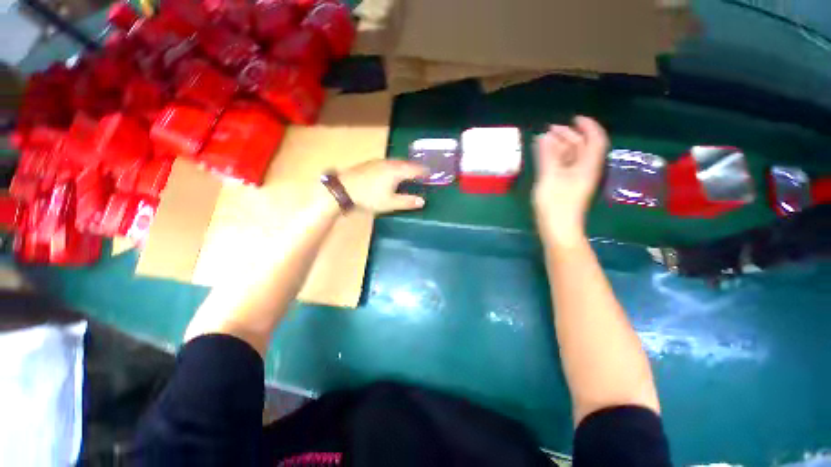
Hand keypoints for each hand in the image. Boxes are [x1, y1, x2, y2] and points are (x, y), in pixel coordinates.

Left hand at [339, 160, 428, 213]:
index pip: (415, 169)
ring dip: (404, 166)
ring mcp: (379, 162)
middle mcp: (389, 163)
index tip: (430, 173)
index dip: (423, 171)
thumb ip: (407, 202)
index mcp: (397, 171)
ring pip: (396, 162)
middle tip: (421, 172)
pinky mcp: (370, 163)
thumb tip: (423, 201)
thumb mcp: (390, 203)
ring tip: (408, 171)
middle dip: (414, 167)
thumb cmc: (369, 196)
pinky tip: (390, 171)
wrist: (344, 188)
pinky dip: (394, 166)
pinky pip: (388, 162)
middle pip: (406, 163)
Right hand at [533, 116, 608, 245]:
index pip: (595, 140)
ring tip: (543, 141)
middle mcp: (585, 170)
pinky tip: (544, 158)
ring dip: (560, 147)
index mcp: (587, 166)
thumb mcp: (550, 178)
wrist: (558, 230)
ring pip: (572, 157)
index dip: (587, 126)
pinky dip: (555, 159)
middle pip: (582, 147)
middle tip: (549, 130)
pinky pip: (564, 167)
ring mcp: (576, 180)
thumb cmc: (555, 204)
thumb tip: (545, 136)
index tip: (573, 118)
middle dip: (568, 135)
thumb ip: (547, 156)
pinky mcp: (567, 188)